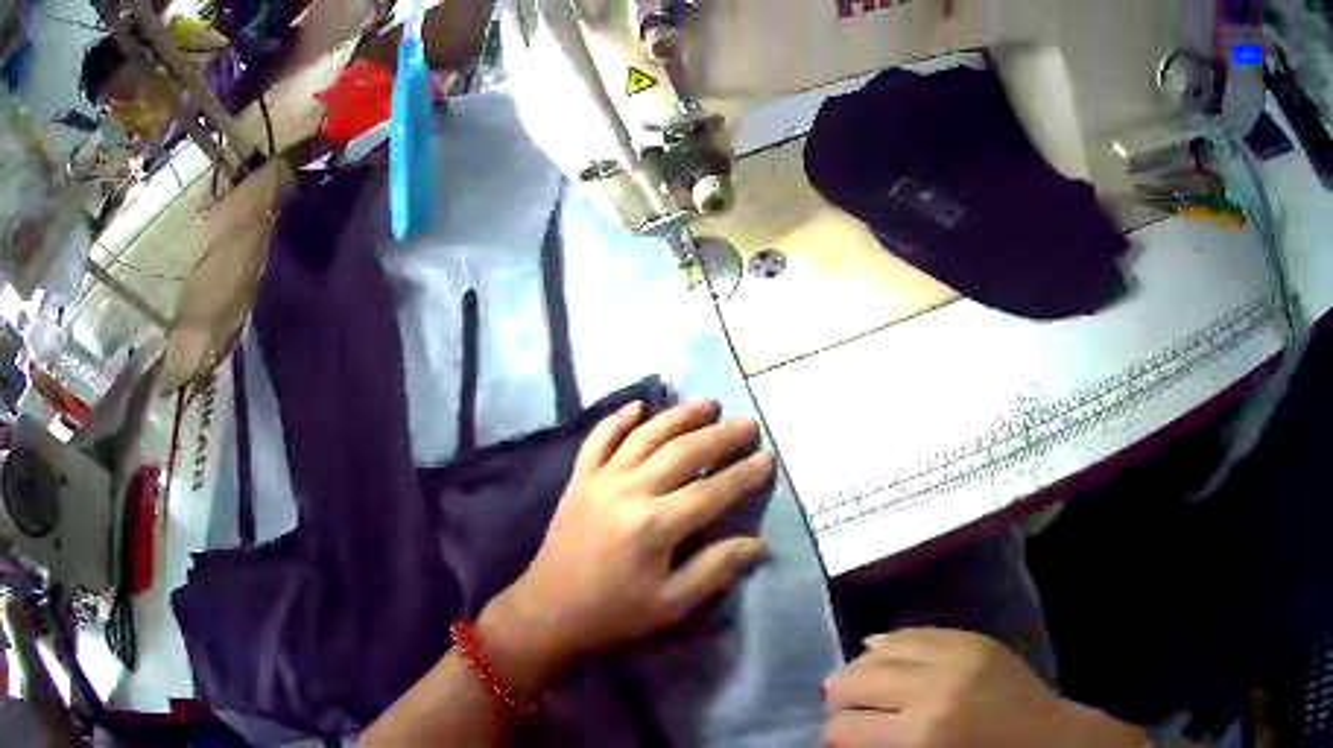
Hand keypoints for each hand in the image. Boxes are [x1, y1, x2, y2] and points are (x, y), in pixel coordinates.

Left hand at [479, 399, 772, 692]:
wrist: (548, 612)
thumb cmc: (614, 614)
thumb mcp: (671, 605)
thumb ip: (715, 569)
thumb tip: (757, 544)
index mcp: (656, 526)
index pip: (712, 492)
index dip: (743, 475)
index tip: (768, 458)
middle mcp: (630, 491)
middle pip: (683, 453)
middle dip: (720, 436)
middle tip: (747, 424)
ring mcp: (600, 481)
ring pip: (645, 436)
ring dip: (678, 416)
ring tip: (708, 403)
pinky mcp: (578, 481)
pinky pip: (598, 440)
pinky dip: (617, 419)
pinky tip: (638, 405)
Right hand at [823, 629, 1146, 747]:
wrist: (1042, 737)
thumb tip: (837, 735)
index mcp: (918, 735)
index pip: (842, 727)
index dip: (832, 735)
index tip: (838, 739)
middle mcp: (931, 689)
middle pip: (854, 681)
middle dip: (838, 697)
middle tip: (840, 709)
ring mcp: (956, 656)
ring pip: (880, 650)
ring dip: (861, 667)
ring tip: (858, 682)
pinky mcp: (973, 638)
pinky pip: (916, 632)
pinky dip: (892, 643)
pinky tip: (881, 652)